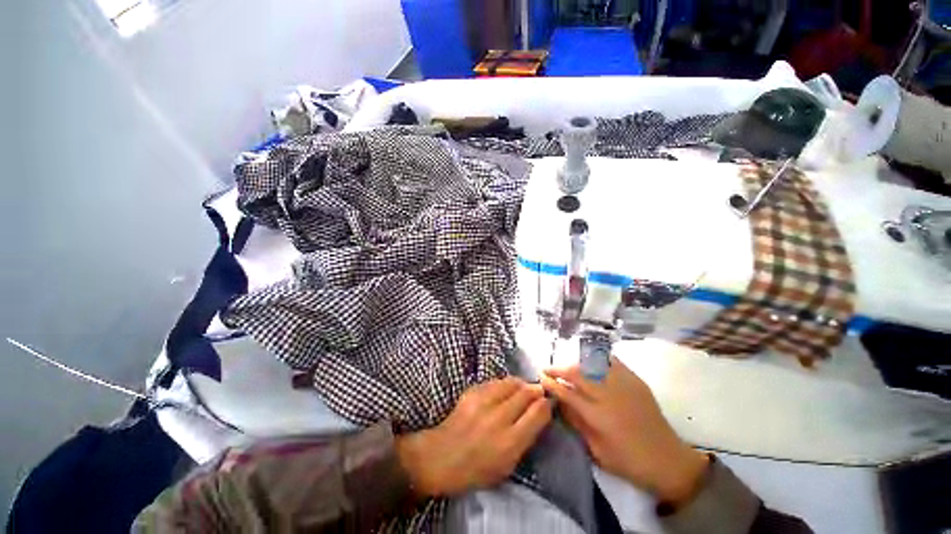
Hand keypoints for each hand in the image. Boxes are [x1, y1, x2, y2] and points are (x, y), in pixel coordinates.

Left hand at [396, 377, 551, 496]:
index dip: (547, 404)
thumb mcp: (507, 465)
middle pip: (526, 393)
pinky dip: (504, 385)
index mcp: (509, 442)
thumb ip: (525, 439)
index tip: (550, 402)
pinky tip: (504, 391)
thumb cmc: (476, 469)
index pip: (537, 413)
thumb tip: (539, 415)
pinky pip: (495, 382)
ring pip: (511, 382)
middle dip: (536, 391)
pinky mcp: (472, 392)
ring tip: (523, 389)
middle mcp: (498, 418)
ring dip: (521, 384)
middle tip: (539, 392)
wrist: (441, 456)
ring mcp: (483, 402)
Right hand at [540, 357, 707, 506]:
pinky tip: (590, 360)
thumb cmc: (629, 462)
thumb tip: (560, 403)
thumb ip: (577, 423)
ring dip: (575, 362)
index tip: (541, 378)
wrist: (668, 460)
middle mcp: (609, 395)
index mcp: (598, 416)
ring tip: (567, 366)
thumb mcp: (597, 451)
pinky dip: (598, 358)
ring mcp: (623, 384)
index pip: (567, 393)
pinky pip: (612, 361)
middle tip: (548, 369)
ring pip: (592, 364)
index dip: (552, 384)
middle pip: (577, 373)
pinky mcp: (635, 380)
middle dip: (558, 369)